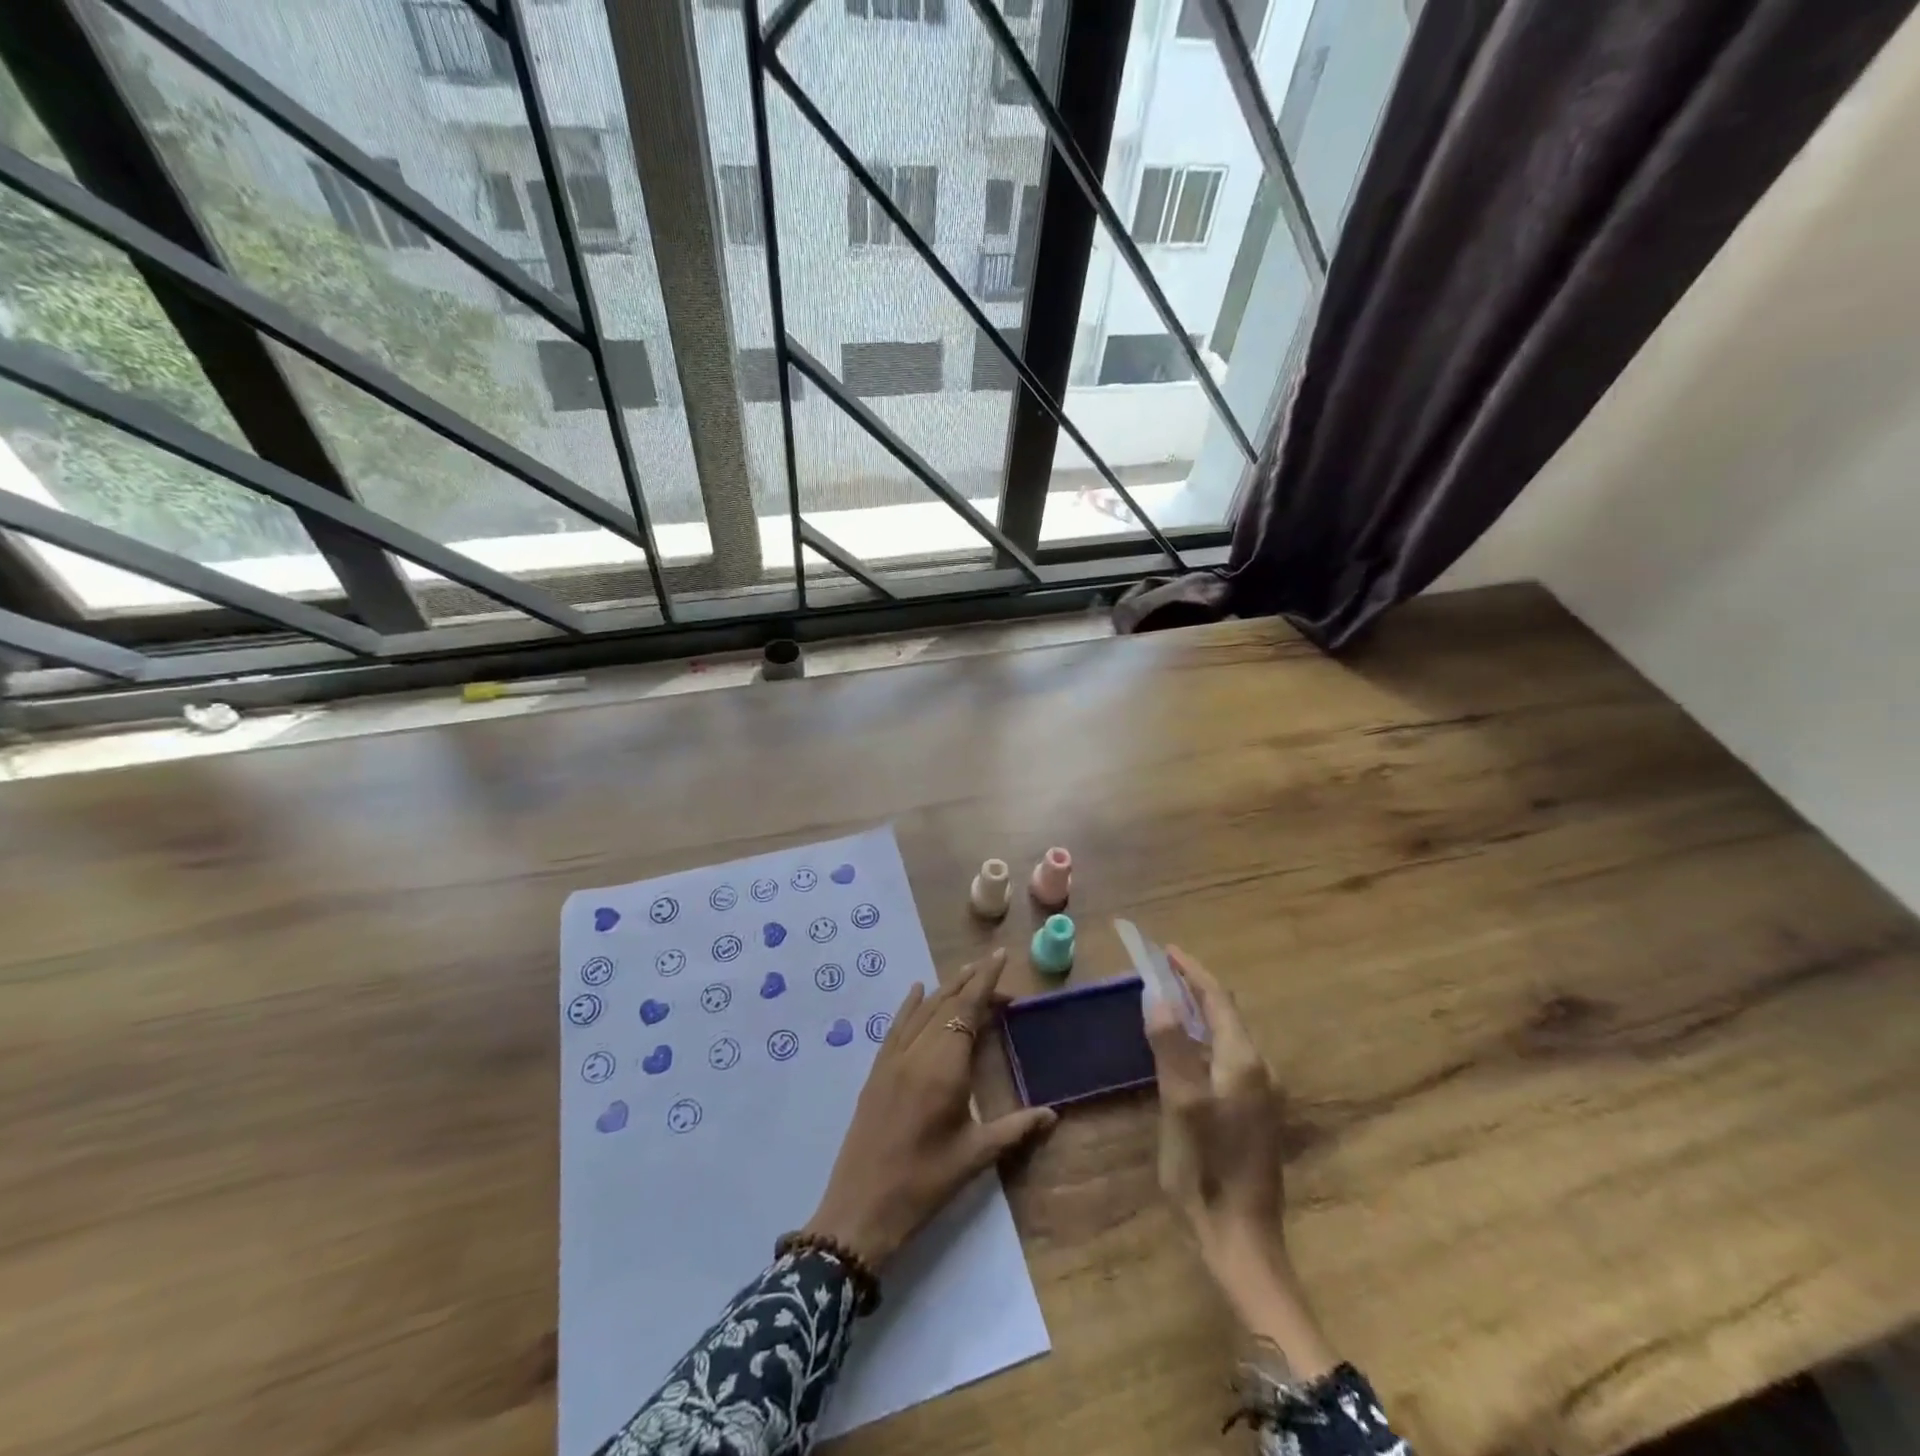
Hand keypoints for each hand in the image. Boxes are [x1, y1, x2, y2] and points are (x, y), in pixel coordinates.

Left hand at [804, 948, 1056, 1269]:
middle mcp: (918, 1052)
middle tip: (994, 968)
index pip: (968, 1009)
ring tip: (966, 974)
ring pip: (923, 1010)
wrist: (861, 1208)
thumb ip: (1015, 1129)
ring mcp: (893, 1059)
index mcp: (945, 1067)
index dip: (986, 981)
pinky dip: (910, 1005)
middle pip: (947, 1004)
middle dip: (971, 982)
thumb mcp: (975, 1156)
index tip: (1000, 957)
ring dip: (945, 989)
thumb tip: (1053, 1114)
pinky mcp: (877, 1070)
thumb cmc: (924, 1183)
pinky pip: (896, 1026)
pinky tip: (917, 991)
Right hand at [1146, 946, 1336, 1378]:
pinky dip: (1202, 1038)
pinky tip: (1183, 1050)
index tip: (1164, 949)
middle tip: (1158, 971)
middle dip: (1193, 987)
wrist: (1242, 1240)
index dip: (1191, 970)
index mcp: (1243, 1060)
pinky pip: (1226, 1057)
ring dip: (1197, 1012)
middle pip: (1225, 1013)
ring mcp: (1259, 1093)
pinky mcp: (1253, 1114)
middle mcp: (1258, 1069)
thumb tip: (1157, 994)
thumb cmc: (1206, 1169)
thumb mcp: (1180, 1103)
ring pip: (1226, 1035)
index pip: (1217, 998)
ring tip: (1166, 1000)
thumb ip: (1170, 1045)